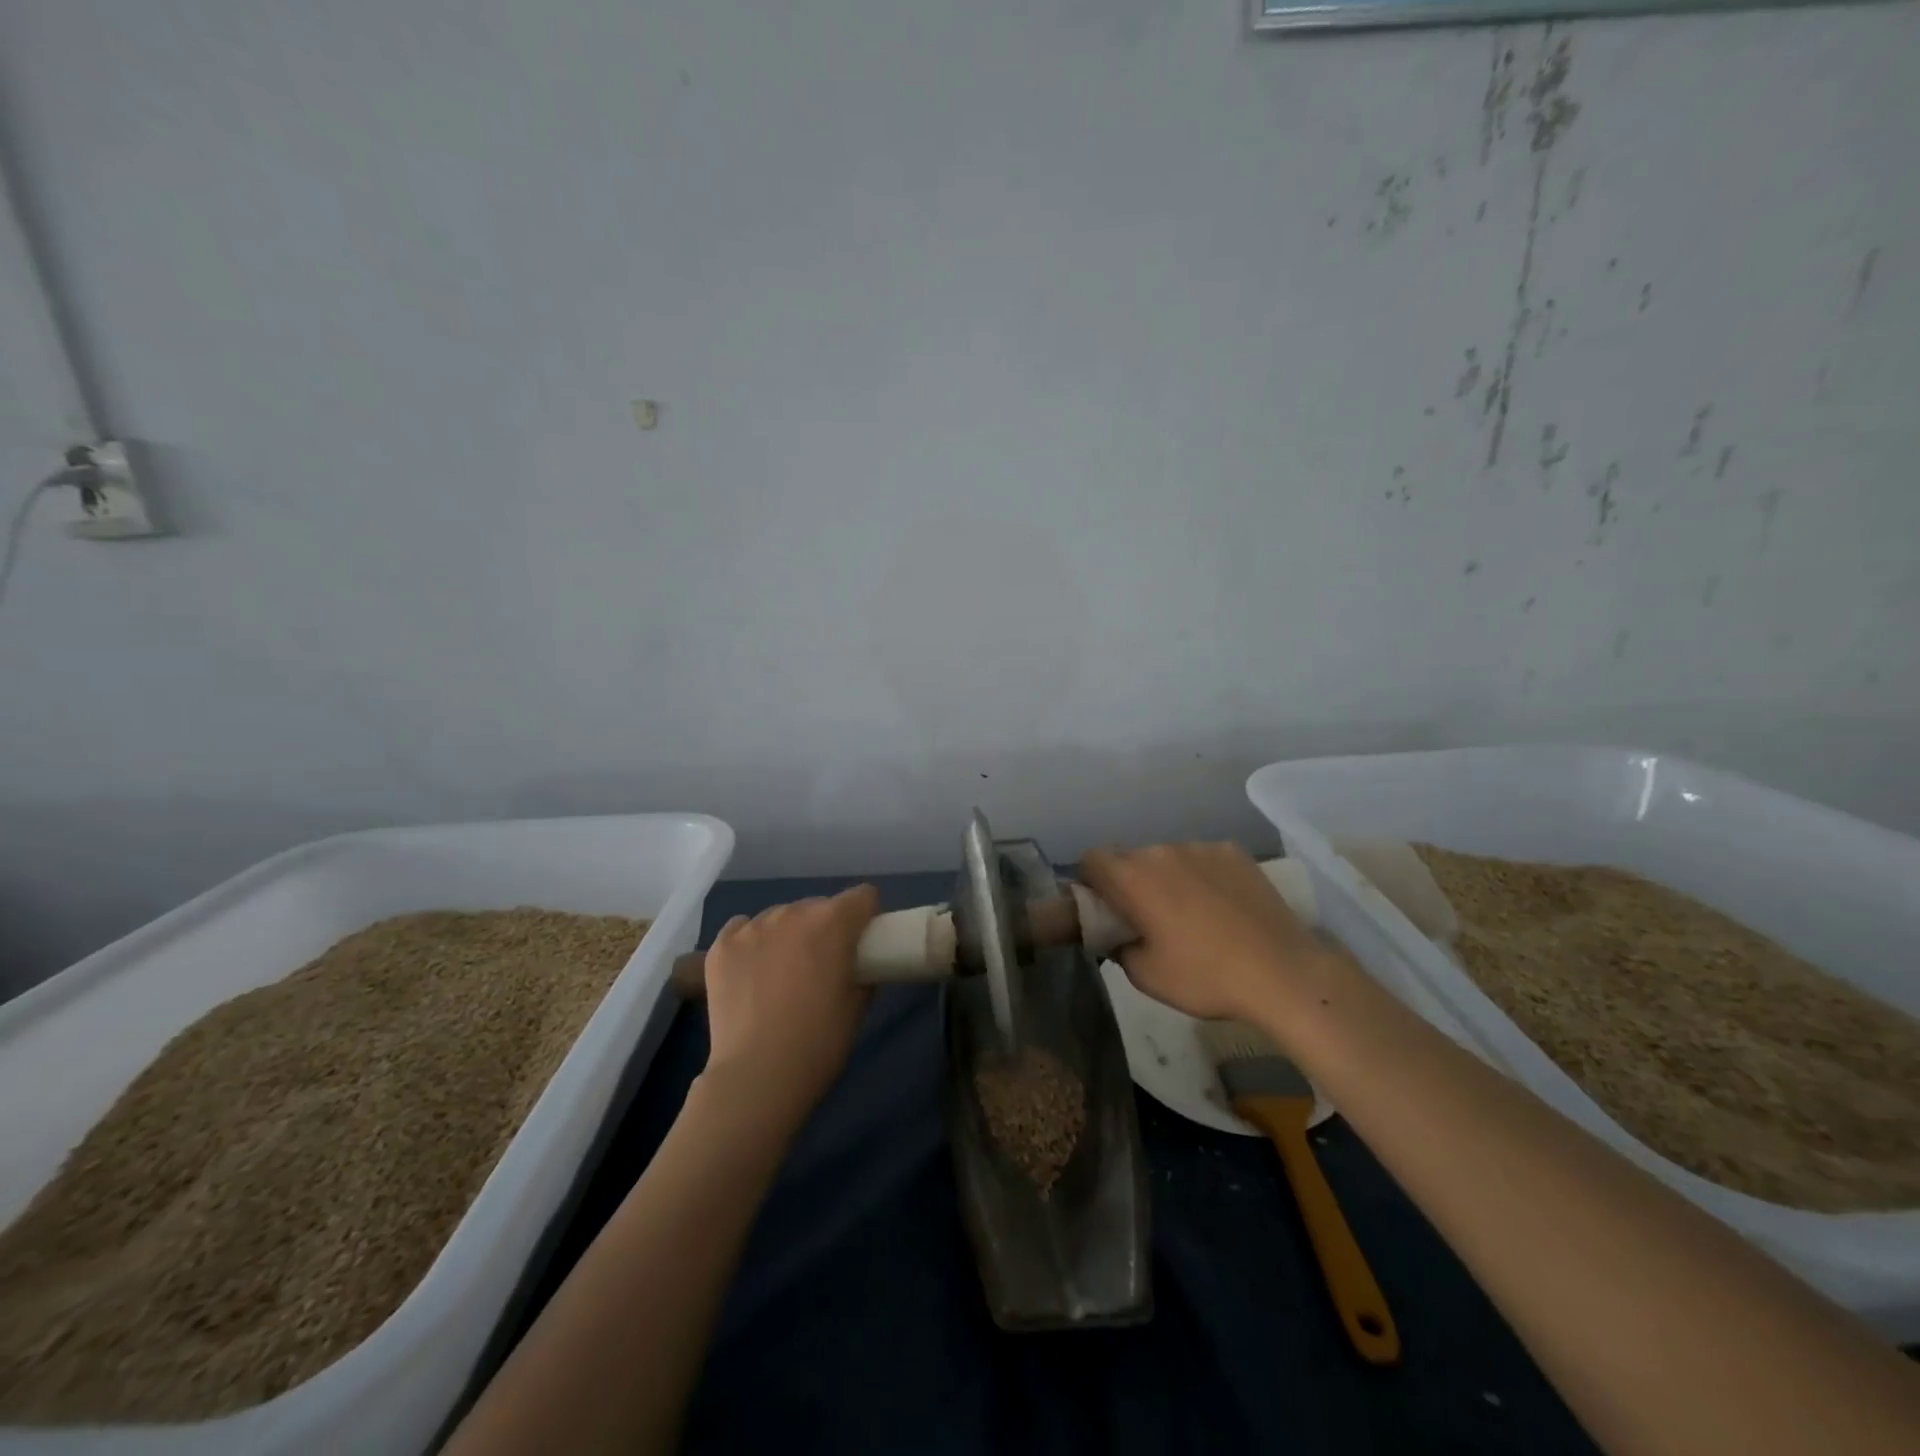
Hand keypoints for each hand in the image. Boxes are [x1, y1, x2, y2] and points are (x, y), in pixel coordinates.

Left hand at [700, 885, 879, 1122]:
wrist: (756, 1076)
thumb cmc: (818, 1043)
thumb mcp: (858, 1006)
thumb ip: (863, 972)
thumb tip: (858, 966)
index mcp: (833, 922)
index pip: (863, 896)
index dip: (867, 917)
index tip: (863, 942)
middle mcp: (792, 912)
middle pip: (819, 906)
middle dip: (826, 928)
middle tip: (822, 966)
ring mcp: (752, 927)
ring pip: (781, 916)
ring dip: (789, 935)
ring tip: (782, 974)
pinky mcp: (721, 946)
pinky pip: (744, 928)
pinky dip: (753, 943)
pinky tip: (752, 973)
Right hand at [1079, 842, 1338, 1024]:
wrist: (1282, 973)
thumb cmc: (1205, 977)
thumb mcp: (1146, 977)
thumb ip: (1119, 947)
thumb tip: (1117, 934)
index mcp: (1132, 878)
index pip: (1092, 859)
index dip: (1091, 882)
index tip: (1105, 909)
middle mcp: (1161, 851)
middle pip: (1130, 857)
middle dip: (1130, 882)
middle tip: (1147, 918)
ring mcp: (1201, 847)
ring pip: (1168, 857)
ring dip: (1167, 877)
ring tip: (1192, 913)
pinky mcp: (1234, 852)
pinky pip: (1203, 858)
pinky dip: (1202, 876)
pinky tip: (1223, 906)